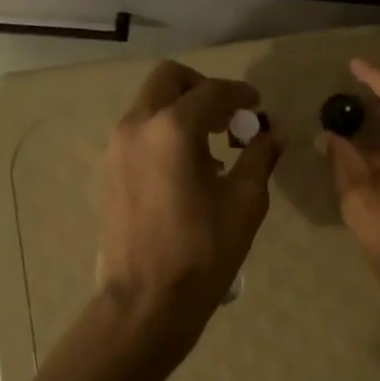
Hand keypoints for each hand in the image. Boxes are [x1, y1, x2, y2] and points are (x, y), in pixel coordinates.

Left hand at [97, 60, 283, 344]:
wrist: (147, 299)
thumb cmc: (204, 251)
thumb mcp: (245, 202)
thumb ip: (259, 157)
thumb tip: (273, 134)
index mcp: (173, 129)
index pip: (212, 92)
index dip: (239, 93)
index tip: (256, 104)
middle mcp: (136, 126)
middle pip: (168, 80)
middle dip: (201, 89)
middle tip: (227, 116)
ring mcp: (114, 149)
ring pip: (148, 106)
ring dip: (179, 112)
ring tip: (209, 148)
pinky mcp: (105, 172)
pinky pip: (136, 134)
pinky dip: (161, 135)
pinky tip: (183, 170)